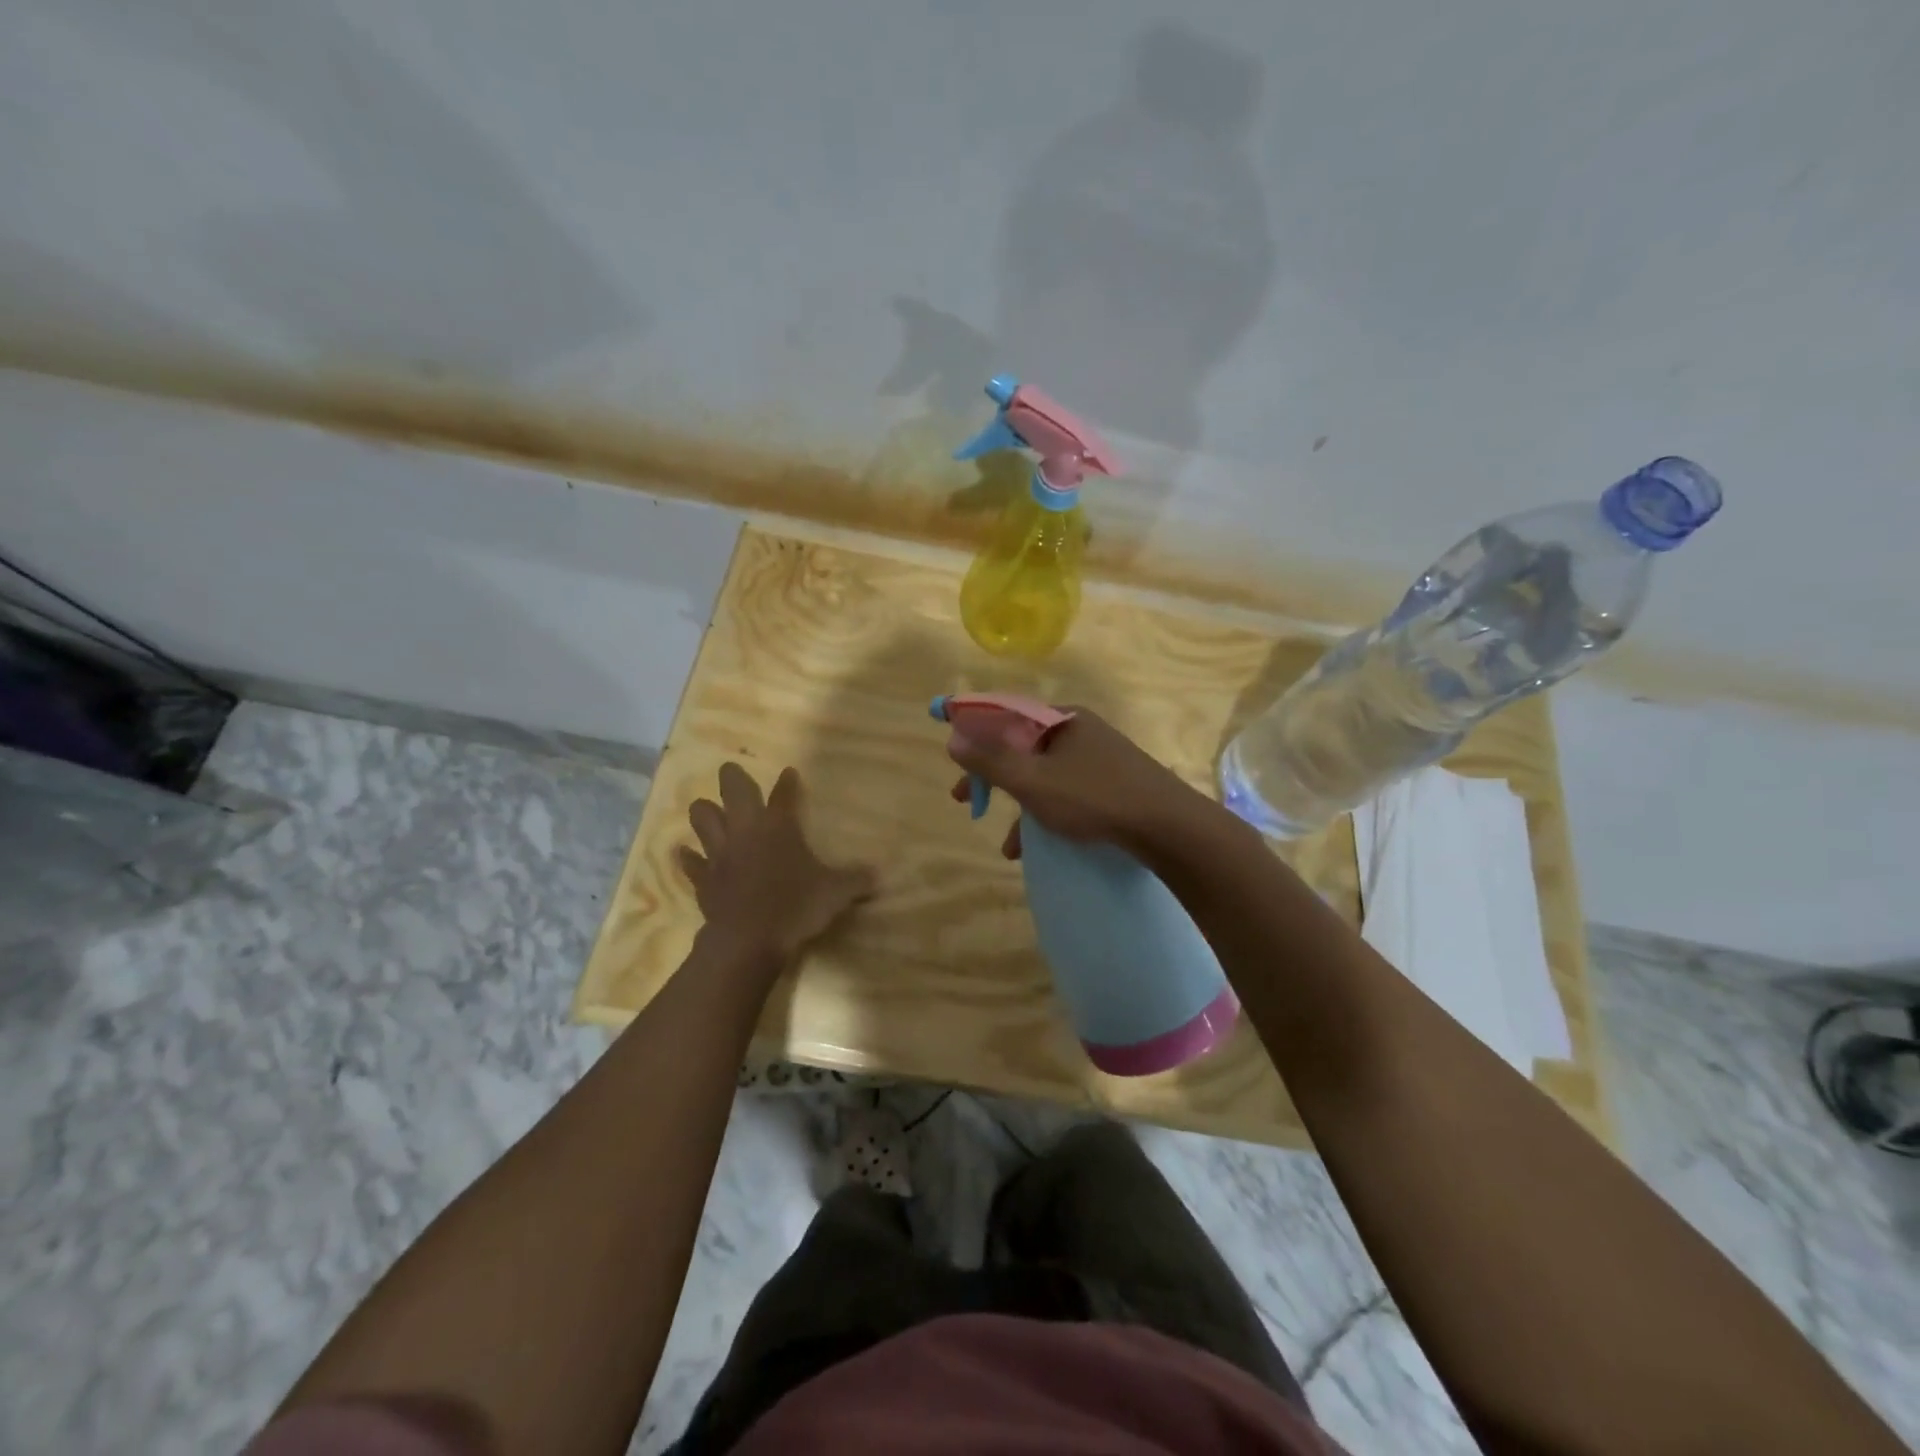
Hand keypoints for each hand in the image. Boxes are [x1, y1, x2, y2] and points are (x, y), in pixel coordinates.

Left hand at [679, 763, 875, 970]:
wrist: (749, 940)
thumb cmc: (795, 906)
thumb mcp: (836, 893)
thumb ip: (855, 880)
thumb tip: (877, 875)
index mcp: (779, 826)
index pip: (784, 795)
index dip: (787, 783)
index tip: (788, 773)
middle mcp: (746, 831)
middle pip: (733, 792)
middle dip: (732, 778)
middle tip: (731, 772)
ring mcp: (720, 854)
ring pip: (703, 819)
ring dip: (704, 813)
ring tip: (706, 809)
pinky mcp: (703, 879)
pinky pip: (690, 863)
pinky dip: (688, 857)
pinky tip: (684, 853)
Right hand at [946, 708, 1203, 859]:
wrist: (1169, 828)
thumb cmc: (1094, 798)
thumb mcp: (1033, 781)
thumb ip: (990, 761)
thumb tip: (953, 738)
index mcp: (1061, 719)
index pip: (1006, 715)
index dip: (974, 734)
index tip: (954, 759)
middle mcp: (1080, 732)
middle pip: (1023, 748)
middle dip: (992, 778)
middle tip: (965, 800)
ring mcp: (1099, 758)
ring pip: (1045, 776)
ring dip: (1019, 806)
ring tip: (1007, 844)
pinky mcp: (1113, 784)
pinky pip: (1067, 793)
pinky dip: (1046, 815)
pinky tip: (1037, 848)